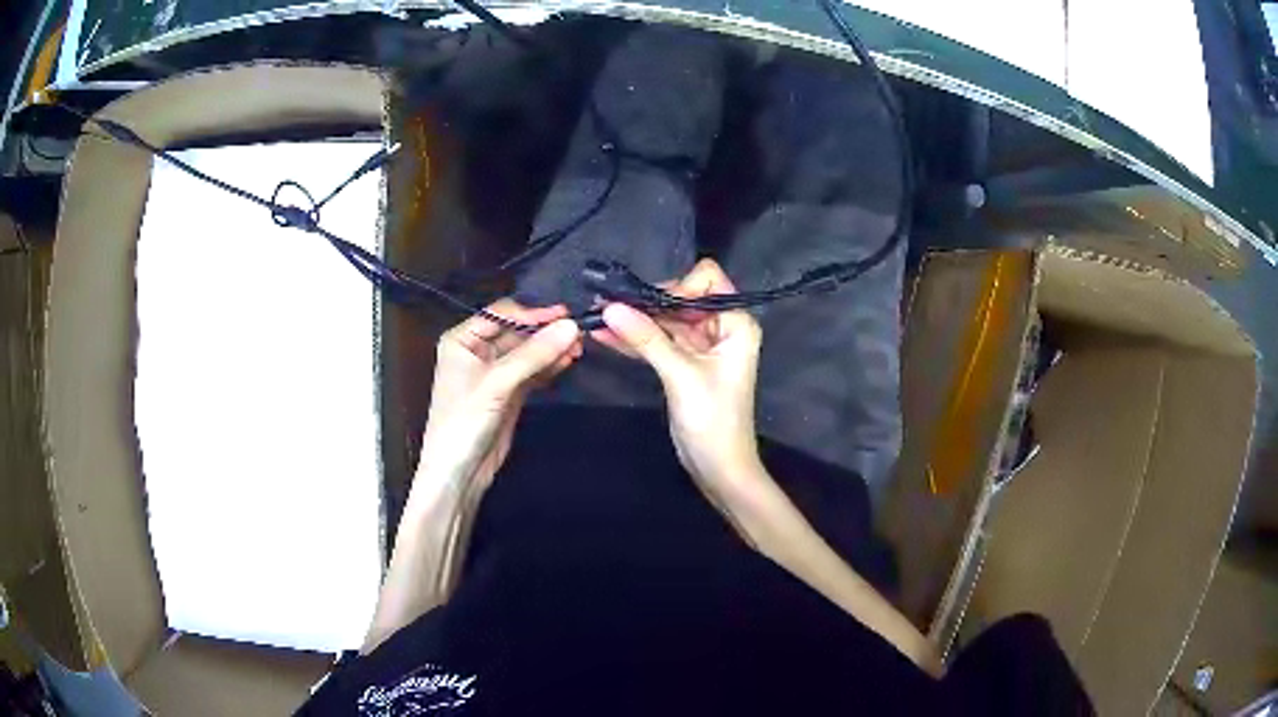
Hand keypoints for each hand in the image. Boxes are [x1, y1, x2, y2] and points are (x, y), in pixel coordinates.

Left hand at [420, 300, 581, 487]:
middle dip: (546, 331)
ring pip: (528, 352)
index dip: (533, 311)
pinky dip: (550, 366)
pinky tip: (569, 360)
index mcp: (462, 339)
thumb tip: (571, 326)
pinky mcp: (510, 392)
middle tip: (580, 329)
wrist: (459, 473)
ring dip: (552, 348)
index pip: (502, 314)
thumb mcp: (496, 384)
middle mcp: (477, 350)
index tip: (567, 311)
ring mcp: (495, 373)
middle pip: (518, 331)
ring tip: (581, 344)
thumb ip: (533, 354)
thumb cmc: (464, 422)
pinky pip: (533, 371)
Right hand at [594, 259, 764, 497]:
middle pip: (681, 298)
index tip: (649, 307)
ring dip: (635, 320)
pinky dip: (635, 339)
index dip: (678, 287)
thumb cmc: (713, 420)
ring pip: (665, 320)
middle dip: (647, 302)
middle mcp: (721, 327)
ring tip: (596, 316)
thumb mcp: (681, 375)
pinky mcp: (683, 363)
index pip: (707, 280)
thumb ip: (647, 339)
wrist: (718, 468)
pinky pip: (658, 341)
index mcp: (736, 323)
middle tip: (608, 305)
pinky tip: (604, 335)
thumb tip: (609, 307)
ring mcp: (701, 346)